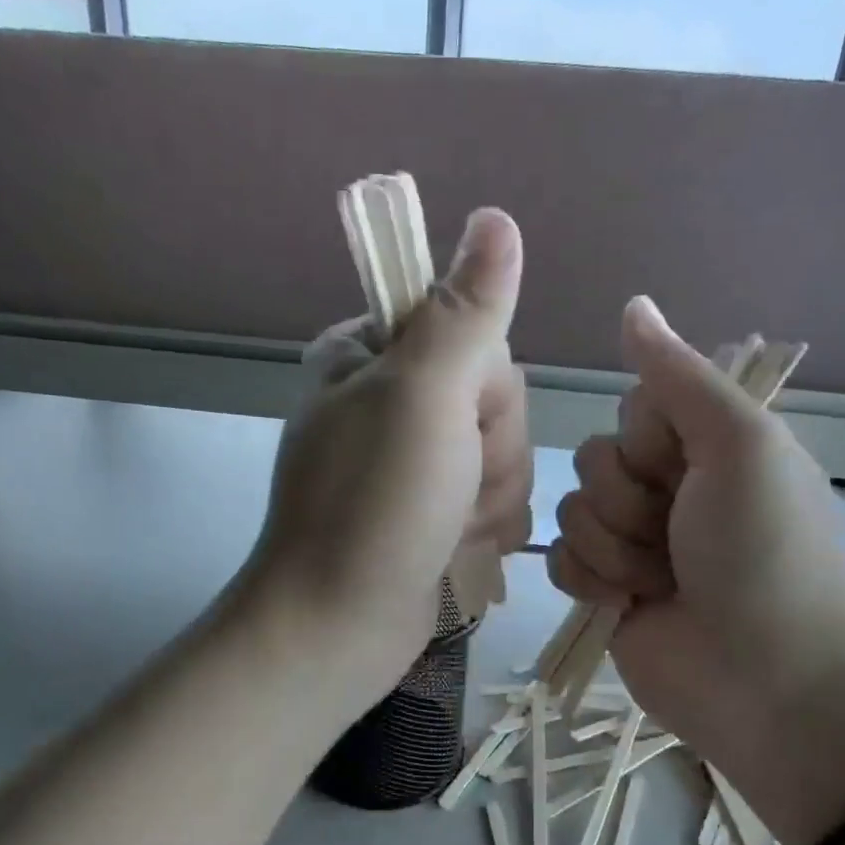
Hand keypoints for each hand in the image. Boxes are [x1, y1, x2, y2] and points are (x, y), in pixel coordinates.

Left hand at [243, 209, 531, 703]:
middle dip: (489, 453)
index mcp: (371, 354)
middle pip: (497, 399)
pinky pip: (497, 501)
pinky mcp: (434, 512)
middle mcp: (392, 400)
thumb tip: (497, 218)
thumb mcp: (422, 395)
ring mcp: (414, 461)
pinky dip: (485, 530)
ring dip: (489, 499)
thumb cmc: (375, 506)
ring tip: (446, 529)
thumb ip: (466, 309)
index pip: (476, 333)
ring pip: (504, 455)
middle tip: (447, 487)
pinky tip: (453, 551)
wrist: (340, 627)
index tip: (456, 423)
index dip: (486, 385)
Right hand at [549, 297, 844, 833]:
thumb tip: (633, 304)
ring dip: (615, 548)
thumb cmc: (763, 553)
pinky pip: (560, 559)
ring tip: (661, 582)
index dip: (647, 440)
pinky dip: (591, 581)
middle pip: (594, 459)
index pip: (634, 409)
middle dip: (628, 501)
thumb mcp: (740, 446)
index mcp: (708, 446)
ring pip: (571, 510)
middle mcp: (669, 488)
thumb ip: (679, 377)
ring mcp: (633, 542)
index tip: (684, 471)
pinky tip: (627, 604)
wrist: (764, 680)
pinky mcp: (604, 589)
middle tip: (677, 538)